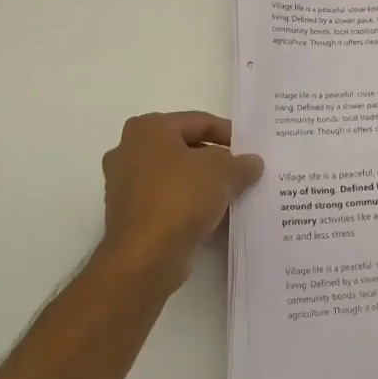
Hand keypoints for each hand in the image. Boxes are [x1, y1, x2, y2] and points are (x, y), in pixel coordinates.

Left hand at [97, 112, 263, 291]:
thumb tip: (252, 162)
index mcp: (148, 128)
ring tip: (233, 194)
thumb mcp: (223, 172)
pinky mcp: (128, 216)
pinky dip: (188, 205)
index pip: (198, 122)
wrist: (145, 256)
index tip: (250, 147)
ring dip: (202, 184)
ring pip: (174, 177)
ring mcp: (125, 185)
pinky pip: (167, 201)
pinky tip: (214, 216)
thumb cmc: (181, 197)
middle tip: (242, 170)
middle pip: (184, 148)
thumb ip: (241, 163)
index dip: (228, 133)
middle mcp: (129, 151)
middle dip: (214, 160)